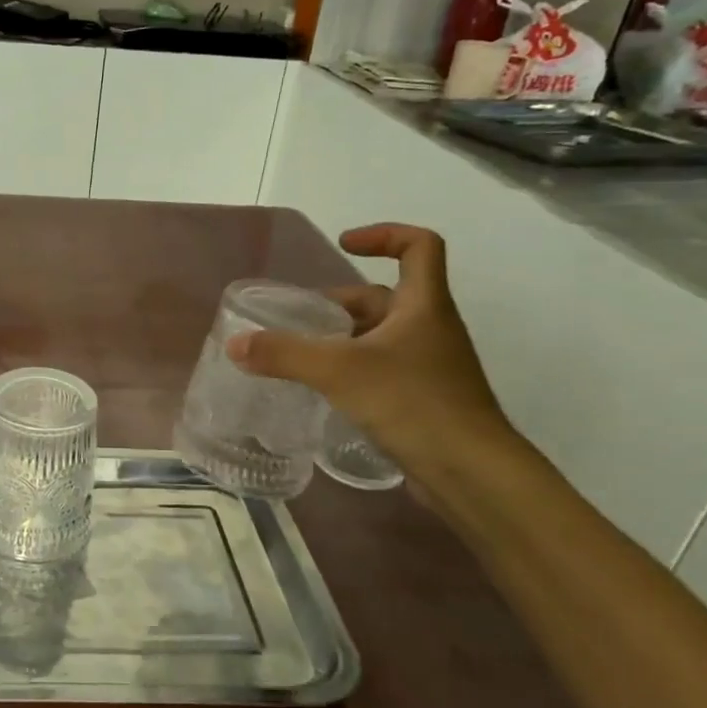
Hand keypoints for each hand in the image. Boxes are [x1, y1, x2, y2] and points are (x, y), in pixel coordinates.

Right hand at [225, 223, 510, 470]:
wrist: (471, 472)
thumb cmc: (413, 403)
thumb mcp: (339, 371)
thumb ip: (284, 355)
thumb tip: (235, 344)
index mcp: (423, 305)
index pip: (419, 246)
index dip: (383, 235)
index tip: (343, 245)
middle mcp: (430, 328)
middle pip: (384, 297)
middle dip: (339, 304)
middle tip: (297, 320)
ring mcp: (429, 366)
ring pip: (379, 337)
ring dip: (341, 339)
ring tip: (299, 357)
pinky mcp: (423, 399)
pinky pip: (381, 370)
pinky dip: (351, 370)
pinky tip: (323, 391)